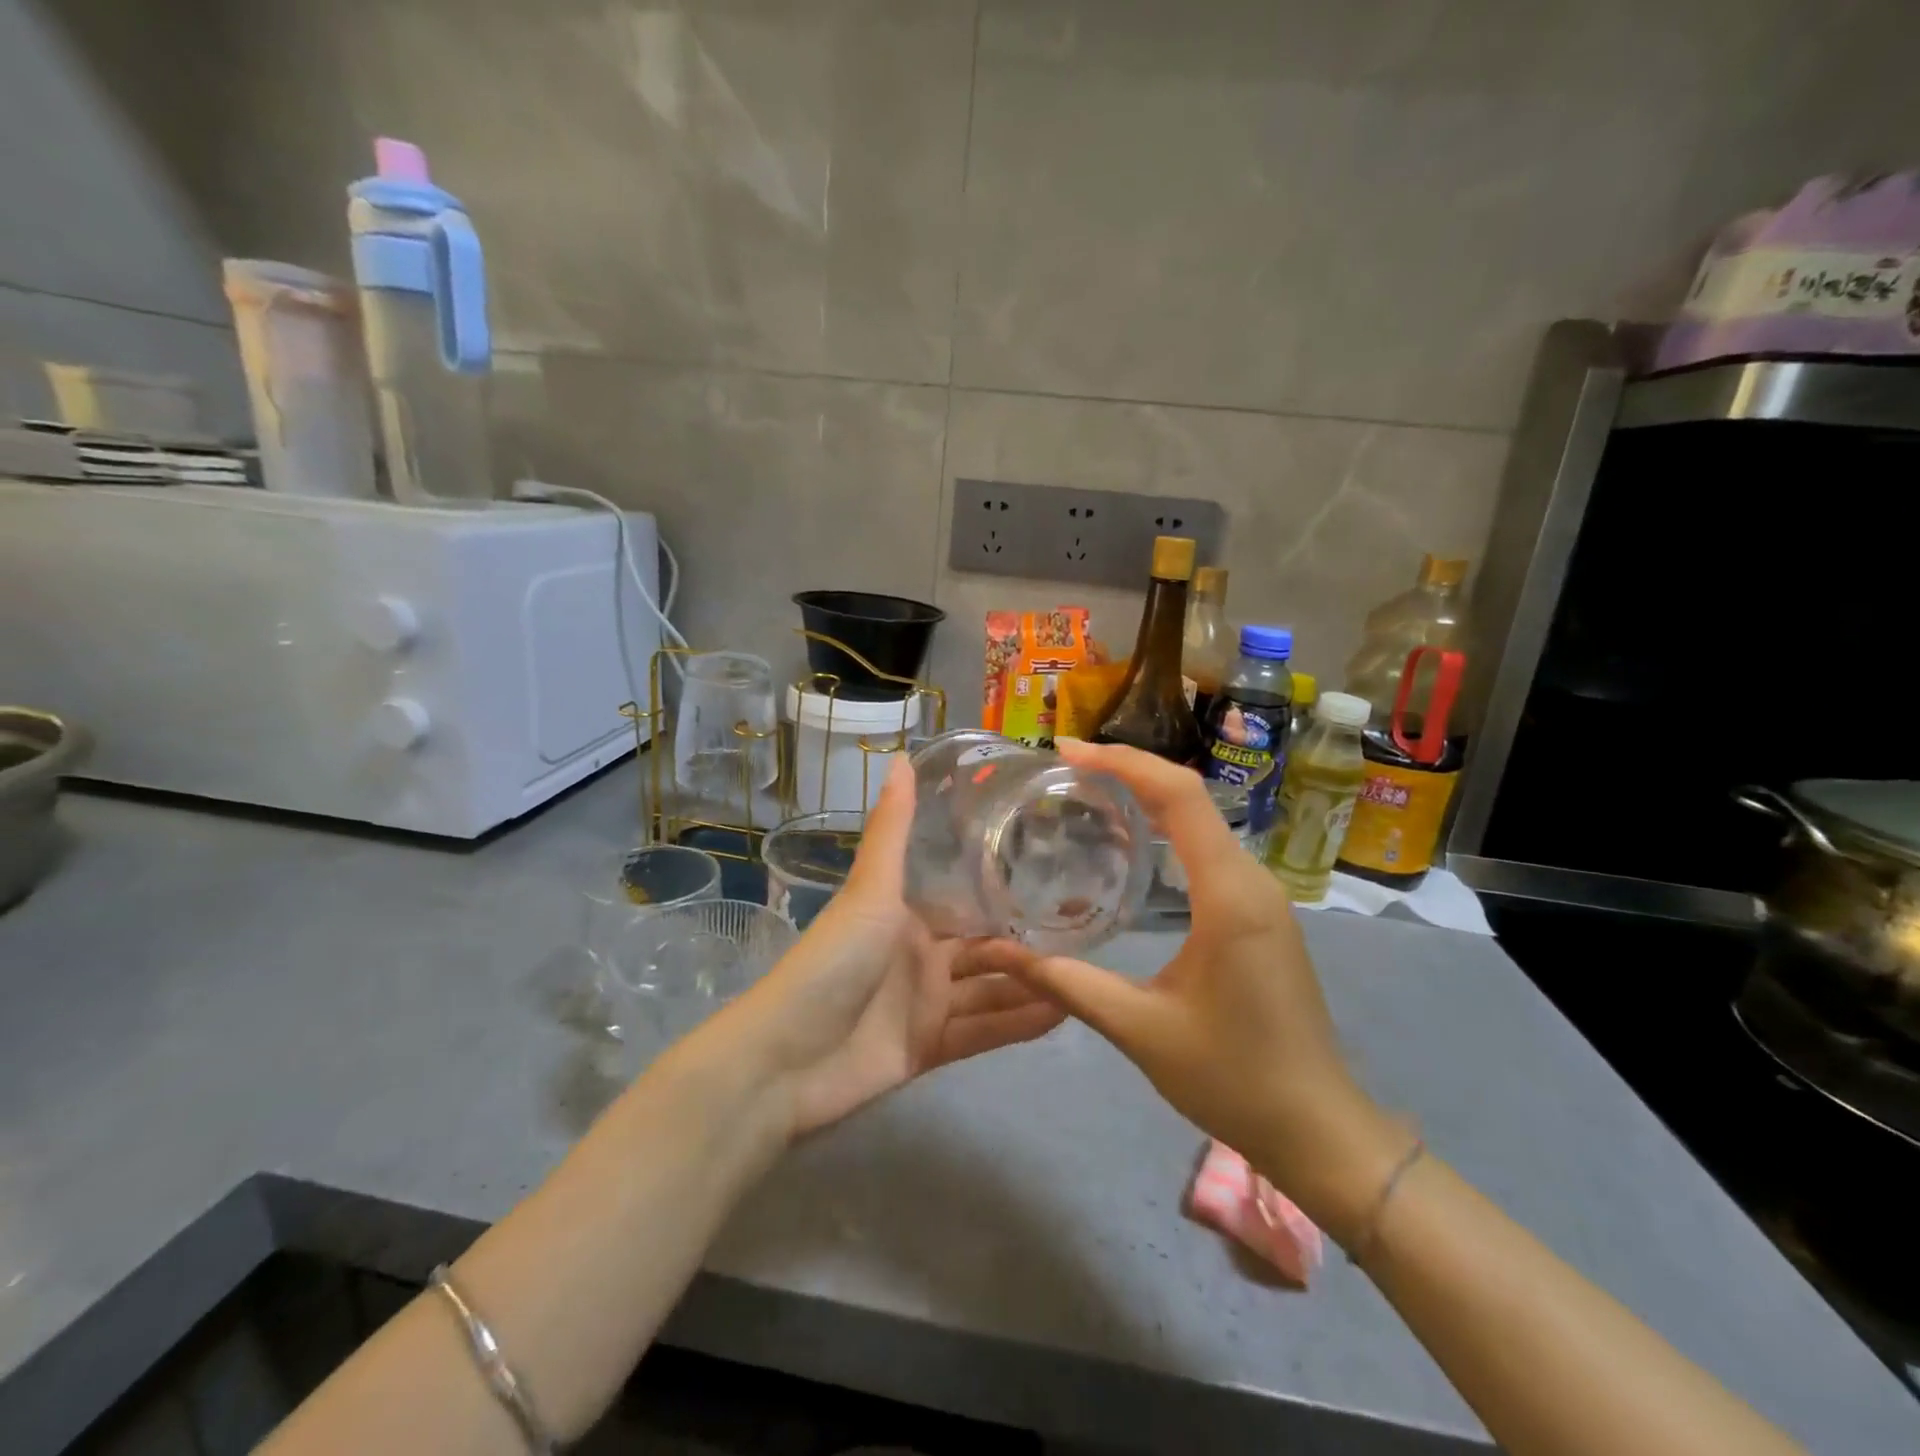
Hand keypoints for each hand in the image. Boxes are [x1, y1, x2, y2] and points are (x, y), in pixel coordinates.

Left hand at [719, 756, 1064, 1137]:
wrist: (785, 1060)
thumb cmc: (833, 962)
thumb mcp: (869, 890)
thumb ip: (894, 829)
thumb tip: (902, 755)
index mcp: (906, 917)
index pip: (967, 901)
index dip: (1006, 891)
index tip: (1060, 876)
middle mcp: (920, 957)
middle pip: (986, 950)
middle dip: (1030, 944)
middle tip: (1090, 932)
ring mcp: (925, 1005)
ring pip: (991, 992)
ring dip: (1034, 986)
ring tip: (1090, 974)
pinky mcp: (929, 1049)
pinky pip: (983, 1033)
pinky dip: (1019, 1025)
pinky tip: (1064, 1015)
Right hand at [1002, 740, 1406, 1238]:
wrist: (1319, 1129)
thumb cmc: (1234, 1078)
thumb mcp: (1139, 1029)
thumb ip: (1067, 983)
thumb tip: (1000, 952)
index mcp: (1229, 895)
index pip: (1179, 797)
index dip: (1123, 762)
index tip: (1067, 751)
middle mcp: (1251, 880)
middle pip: (1189, 796)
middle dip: (1127, 770)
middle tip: (1064, 767)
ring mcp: (1261, 895)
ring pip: (1201, 819)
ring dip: (1147, 795)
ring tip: (1086, 790)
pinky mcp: (1259, 913)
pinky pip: (1208, 848)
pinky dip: (1166, 827)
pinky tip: (1130, 841)